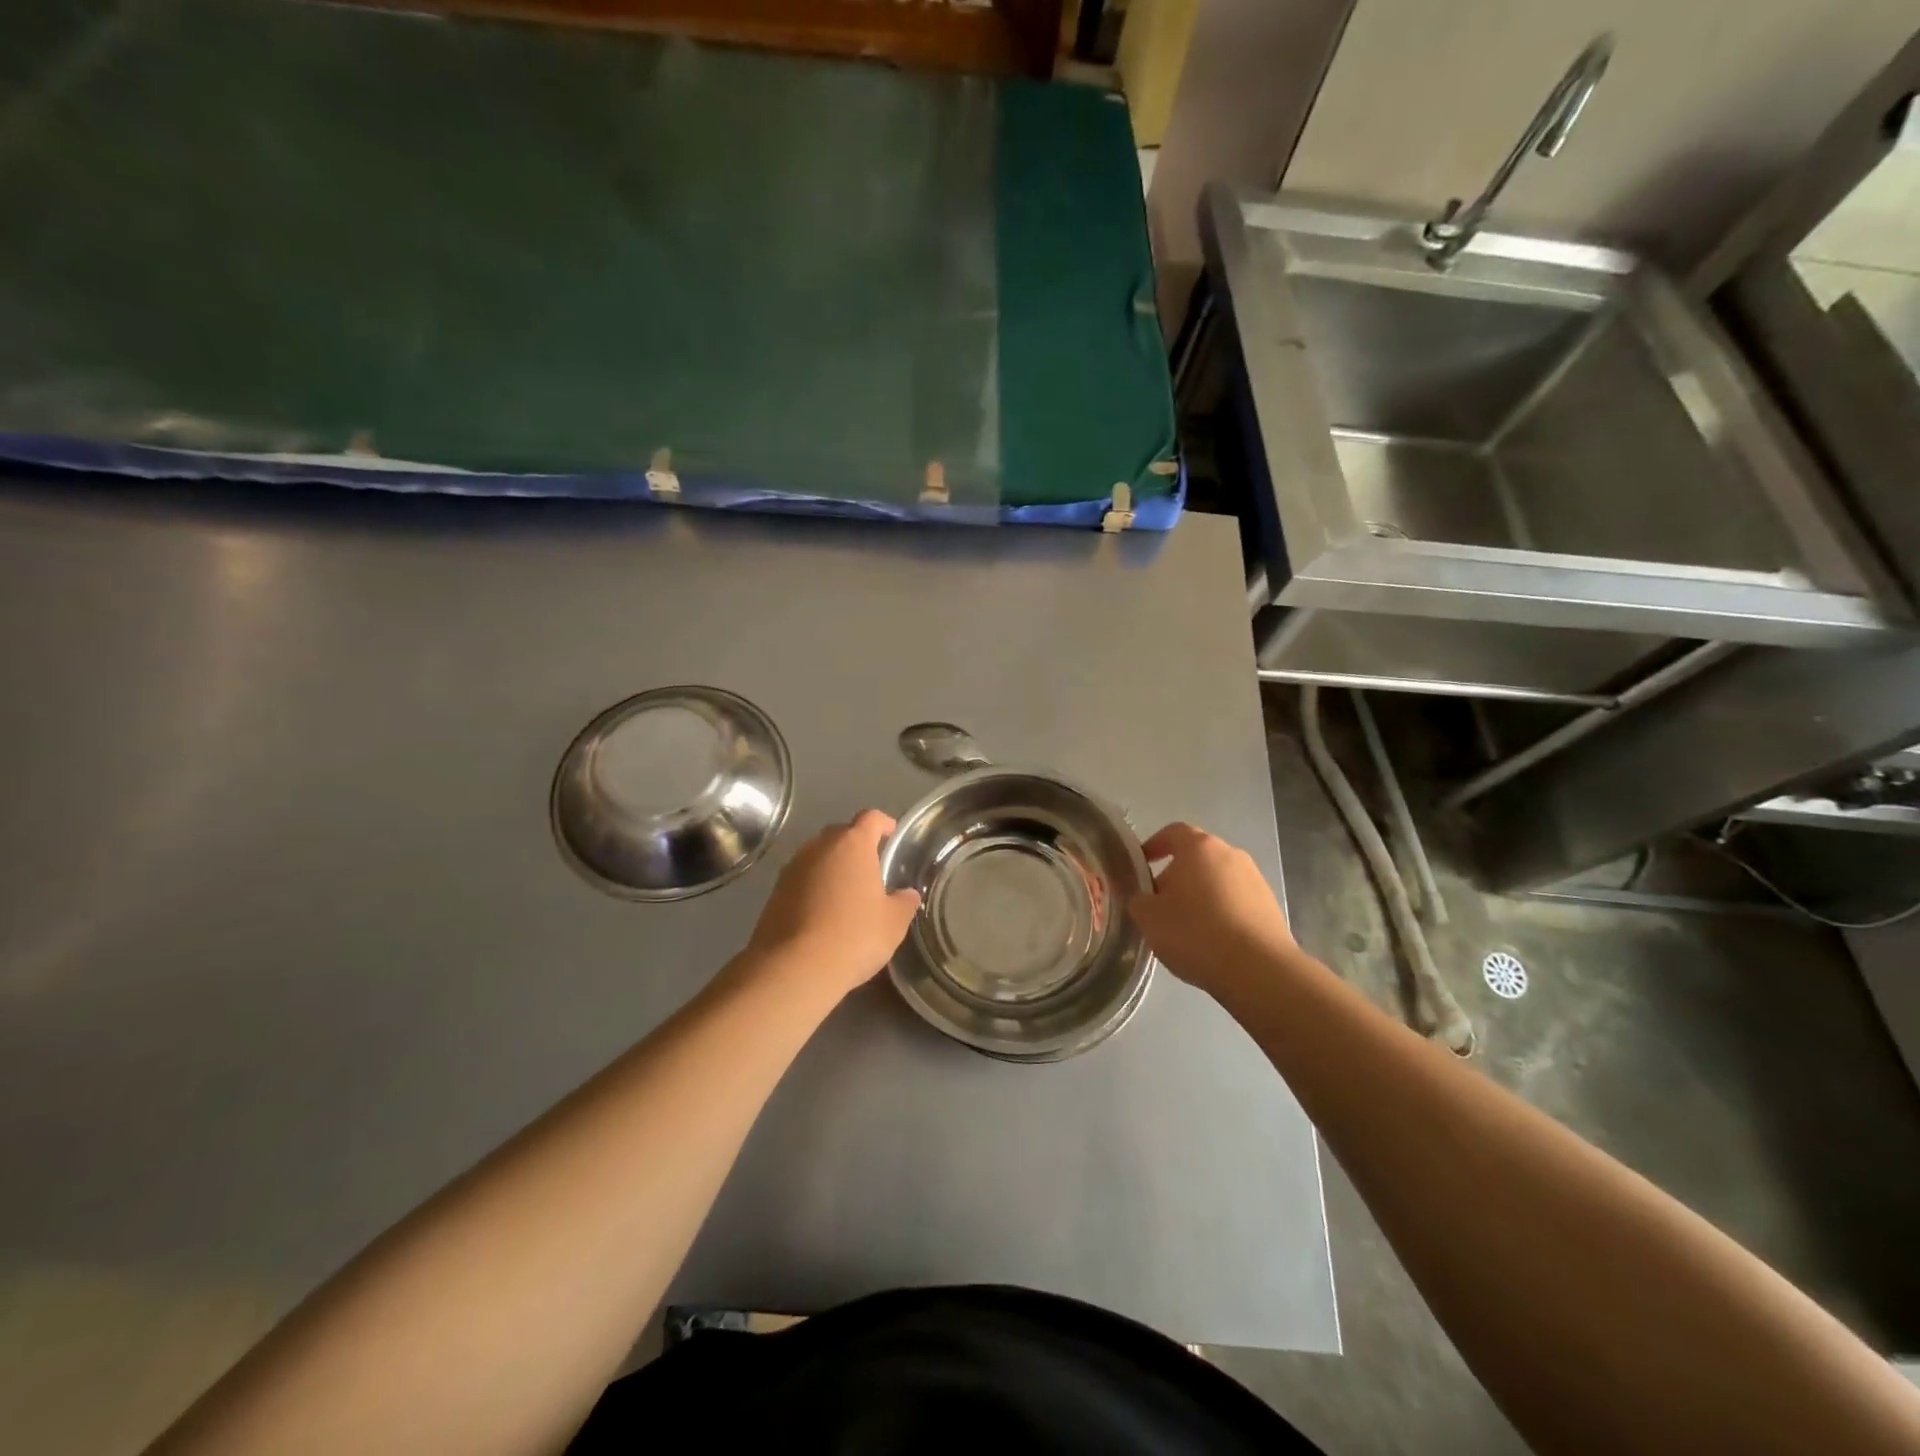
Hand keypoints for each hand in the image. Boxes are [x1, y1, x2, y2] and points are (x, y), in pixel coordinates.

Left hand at [746, 810, 921, 1000]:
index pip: (871, 818)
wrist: (794, 967)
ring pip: (817, 856)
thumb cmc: (854, 936)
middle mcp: (819, 847)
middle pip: (841, 834)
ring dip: (832, 867)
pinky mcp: (774, 892)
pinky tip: (822, 912)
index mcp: (852, 844)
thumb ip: (904, 902)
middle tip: (870, 867)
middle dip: (856, 845)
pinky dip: (813, 887)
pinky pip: (801, 879)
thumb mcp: (893, 923)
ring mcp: (792, 868)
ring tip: (846, 892)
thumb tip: (907, 894)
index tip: (891, 833)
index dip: (884, 824)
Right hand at [1128, 822, 1295, 996]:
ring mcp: (1256, 880)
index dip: (1153, 845)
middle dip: (1176, 876)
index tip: (1141, 865)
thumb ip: (1138, 899)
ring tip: (1186, 927)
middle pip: (1197, 857)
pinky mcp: (1270, 907)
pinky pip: (1236, 902)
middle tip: (1159, 904)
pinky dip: (1221, 913)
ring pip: (1218, 880)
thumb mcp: (1148, 917)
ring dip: (1200, 896)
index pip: (1172, 832)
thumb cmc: (1196, 933)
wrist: (1259, 971)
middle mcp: (1231, 854)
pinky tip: (1212, 941)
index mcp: (1199, 847)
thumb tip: (1144, 898)